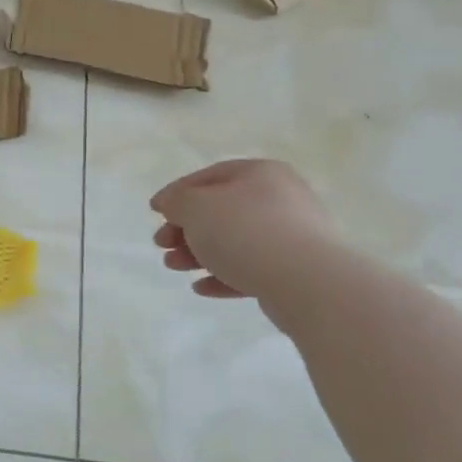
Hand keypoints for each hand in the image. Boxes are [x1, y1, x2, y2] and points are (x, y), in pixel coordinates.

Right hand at [150, 160, 332, 309]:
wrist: (306, 281)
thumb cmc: (245, 232)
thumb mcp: (197, 207)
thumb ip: (177, 201)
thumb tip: (171, 203)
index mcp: (260, 173)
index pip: (210, 176)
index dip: (177, 193)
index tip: (155, 213)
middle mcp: (280, 198)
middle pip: (220, 211)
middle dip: (185, 229)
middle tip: (161, 245)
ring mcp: (291, 236)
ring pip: (234, 242)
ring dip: (198, 254)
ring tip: (175, 268)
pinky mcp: (294, 270)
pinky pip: (251, 269)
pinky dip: (223, 275)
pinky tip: (201, 288)